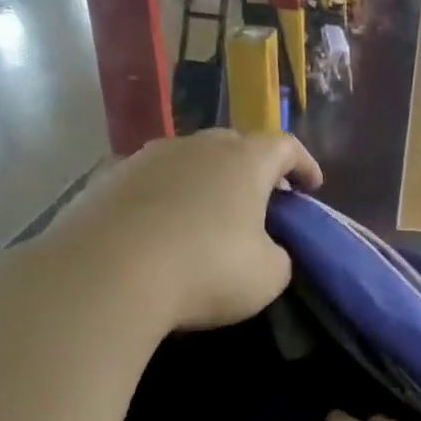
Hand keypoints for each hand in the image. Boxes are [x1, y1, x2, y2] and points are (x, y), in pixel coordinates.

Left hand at [39, 130, 321, 330]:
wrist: (110, 273)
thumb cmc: (208, 269)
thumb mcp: (269, 275)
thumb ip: (278, 255)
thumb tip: (265, 248)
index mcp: (244, 162)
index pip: (284, 147)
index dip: (304, 164)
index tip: (313, 186)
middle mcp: (196, 146)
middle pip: (234, 145)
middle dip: (254, 170)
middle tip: (263, 200)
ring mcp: (146, 158)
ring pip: (189, 161)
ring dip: (207, 183)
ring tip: (212, 216)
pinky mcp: (108, 181)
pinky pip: (152, 184)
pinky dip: (168, 200)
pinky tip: (167, 231)